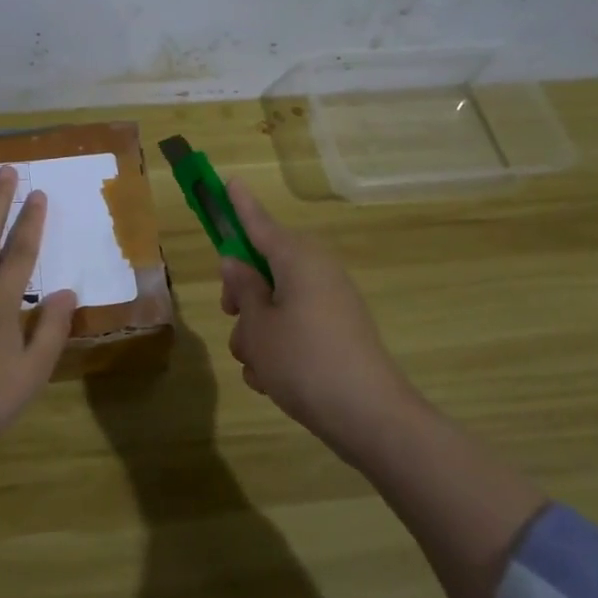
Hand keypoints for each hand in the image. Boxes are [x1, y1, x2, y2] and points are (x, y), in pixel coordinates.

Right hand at [219, 179, 418, 464]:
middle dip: (241, 297)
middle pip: (263, 270)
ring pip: (273, 306)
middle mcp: (316, 273)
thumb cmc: (304, 360)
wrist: (368, 416)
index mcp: (298, 259)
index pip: (259, 224)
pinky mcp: (335, 334)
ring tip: (258, 365)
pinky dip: (278, 350)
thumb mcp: (259, 324)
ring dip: (256, 334)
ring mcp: (329, 304)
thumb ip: (242, 288)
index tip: (228, 180)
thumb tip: (236, 262)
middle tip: (231, 316)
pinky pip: (293, 330)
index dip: (239, 206)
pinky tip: (273, 381)